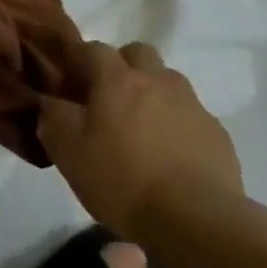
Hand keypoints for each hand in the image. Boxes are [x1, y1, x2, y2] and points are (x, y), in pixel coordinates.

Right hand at [38, 42, 243, 240]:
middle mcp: (157, 80)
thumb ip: (54, 118)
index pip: (92, 48)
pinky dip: (176, 124)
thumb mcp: (69, 153)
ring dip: (152, 93)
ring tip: (141, 130)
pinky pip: (190, 115)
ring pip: (167, 81)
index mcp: (117, 79)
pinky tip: (170, 156)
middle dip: (121, 66)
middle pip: (137, 53)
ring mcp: (191, 104)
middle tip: (109, 99)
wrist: (196, 220)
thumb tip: (50, 101)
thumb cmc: (122, 181)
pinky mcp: (216, 132)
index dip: (78, 59)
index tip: (68, 80)